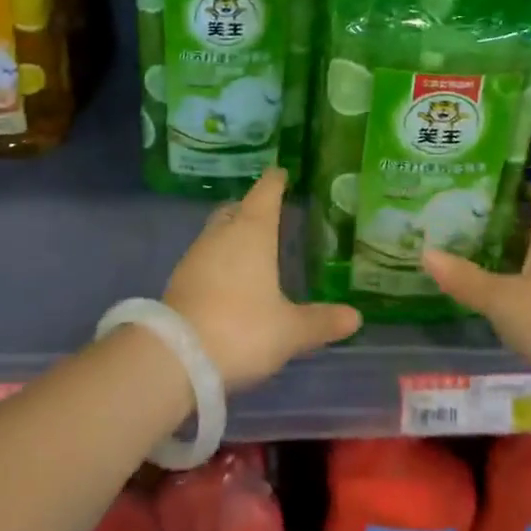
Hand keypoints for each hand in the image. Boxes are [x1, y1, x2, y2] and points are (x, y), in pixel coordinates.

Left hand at [164, 168, 362, 390]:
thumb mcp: (289, 330)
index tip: (282, 173)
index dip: (275, 181)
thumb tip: (355, 317)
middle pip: (237, 208)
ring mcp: (196, 254)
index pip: (265, 192)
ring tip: (253, 249)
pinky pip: (205, 256)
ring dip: (233, 234)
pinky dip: (219, 258)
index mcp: (252, 232)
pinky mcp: (180, 278)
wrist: (175, 357)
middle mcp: (222, 234)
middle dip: (252, 206)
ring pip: (217, 231)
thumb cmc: (242, 329)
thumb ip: (321, 321)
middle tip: (270, 213)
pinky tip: (229, 279)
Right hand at [424, 186, 530, 388]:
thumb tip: (426, 252)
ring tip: (474, 252)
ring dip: (514, 255)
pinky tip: (497, 294)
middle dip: (508, 221)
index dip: (520, 187)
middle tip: (468, 217)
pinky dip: (521, 285)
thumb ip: (464, 277)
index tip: (487, 184)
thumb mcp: (501, 298)